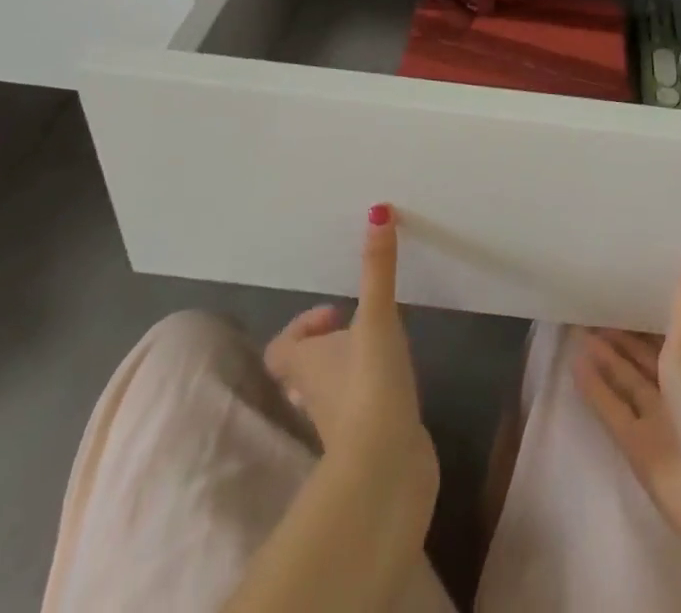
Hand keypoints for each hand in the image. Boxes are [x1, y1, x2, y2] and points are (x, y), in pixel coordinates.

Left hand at [265, 205, 435, 483]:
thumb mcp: (376, 317)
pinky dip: (372, 397)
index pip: (282, 347)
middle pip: (305, 370)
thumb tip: (377, 210)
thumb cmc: (369, 384)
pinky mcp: (368, 443)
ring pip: (332, 393)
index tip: (336, 311)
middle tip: (358, 327)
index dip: (302, 327)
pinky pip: (361, 413)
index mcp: (305, 364)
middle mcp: (313, 394)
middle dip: (328, 347)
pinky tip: (398, 384)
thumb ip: (378, 268)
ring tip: (381, 348)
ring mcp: (339, 424)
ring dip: (349, 371)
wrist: (385, 468)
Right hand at [572, 248, 680, 541]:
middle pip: (645, 354)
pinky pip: (613, 407)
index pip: (671, 327)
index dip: (647, 308)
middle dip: (621, 331)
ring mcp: (660, 418)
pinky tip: (575, 362)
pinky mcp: (638, 445)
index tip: (622, 281)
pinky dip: (596, 387)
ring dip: (605, 356)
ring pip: (627, 378)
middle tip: (589, 300)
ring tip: (576, 325)